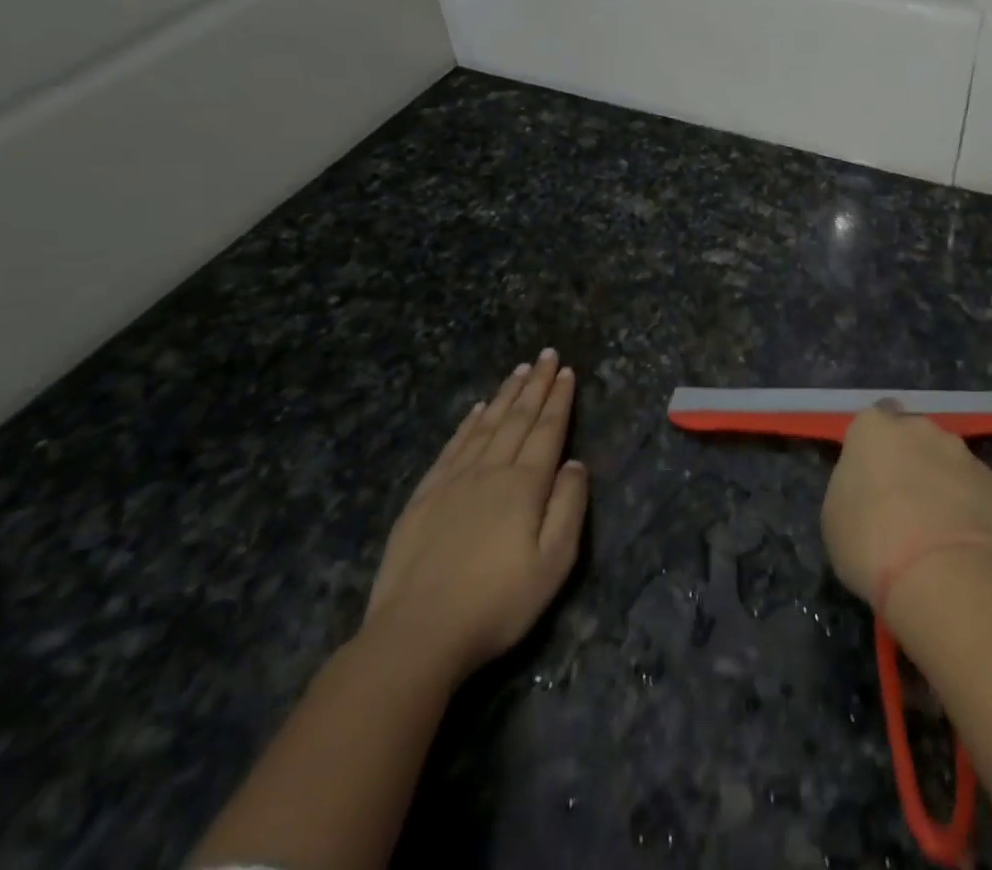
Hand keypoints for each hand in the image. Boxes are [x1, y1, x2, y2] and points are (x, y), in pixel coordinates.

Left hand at [362, 349, 588, 681]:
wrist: (415, 636)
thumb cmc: (496, 603)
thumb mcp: (554, 563)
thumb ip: (569, 507)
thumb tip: (575, 464)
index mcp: (524, 485)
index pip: (548, 430)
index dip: (559, 399)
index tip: (567, 371)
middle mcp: (490, 471)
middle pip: (517, 419)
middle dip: (535, 384)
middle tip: (547, 355)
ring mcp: (452, 482)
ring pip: (485, 426)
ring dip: (505, 395)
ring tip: (519, 370)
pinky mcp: (423, 499)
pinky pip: (451, 448)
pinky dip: (467, 423)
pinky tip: (476, 409)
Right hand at [821, 403, 991, 611]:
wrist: (939, 572)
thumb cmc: (870, 542)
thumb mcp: (835, 516)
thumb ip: (852, 487)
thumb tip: (869, 488)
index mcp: (872, 429)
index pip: (872, 420)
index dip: (872, 447)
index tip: (871, 475)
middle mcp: (918, 427)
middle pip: (911, 434)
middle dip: (908, 458)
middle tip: (901, 500)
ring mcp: (958, 451)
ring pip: (944, 457)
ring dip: (939, 478)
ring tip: (934, 523)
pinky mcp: (990, 480)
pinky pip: (971, 485)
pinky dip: (966, 502)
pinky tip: (959, 536)